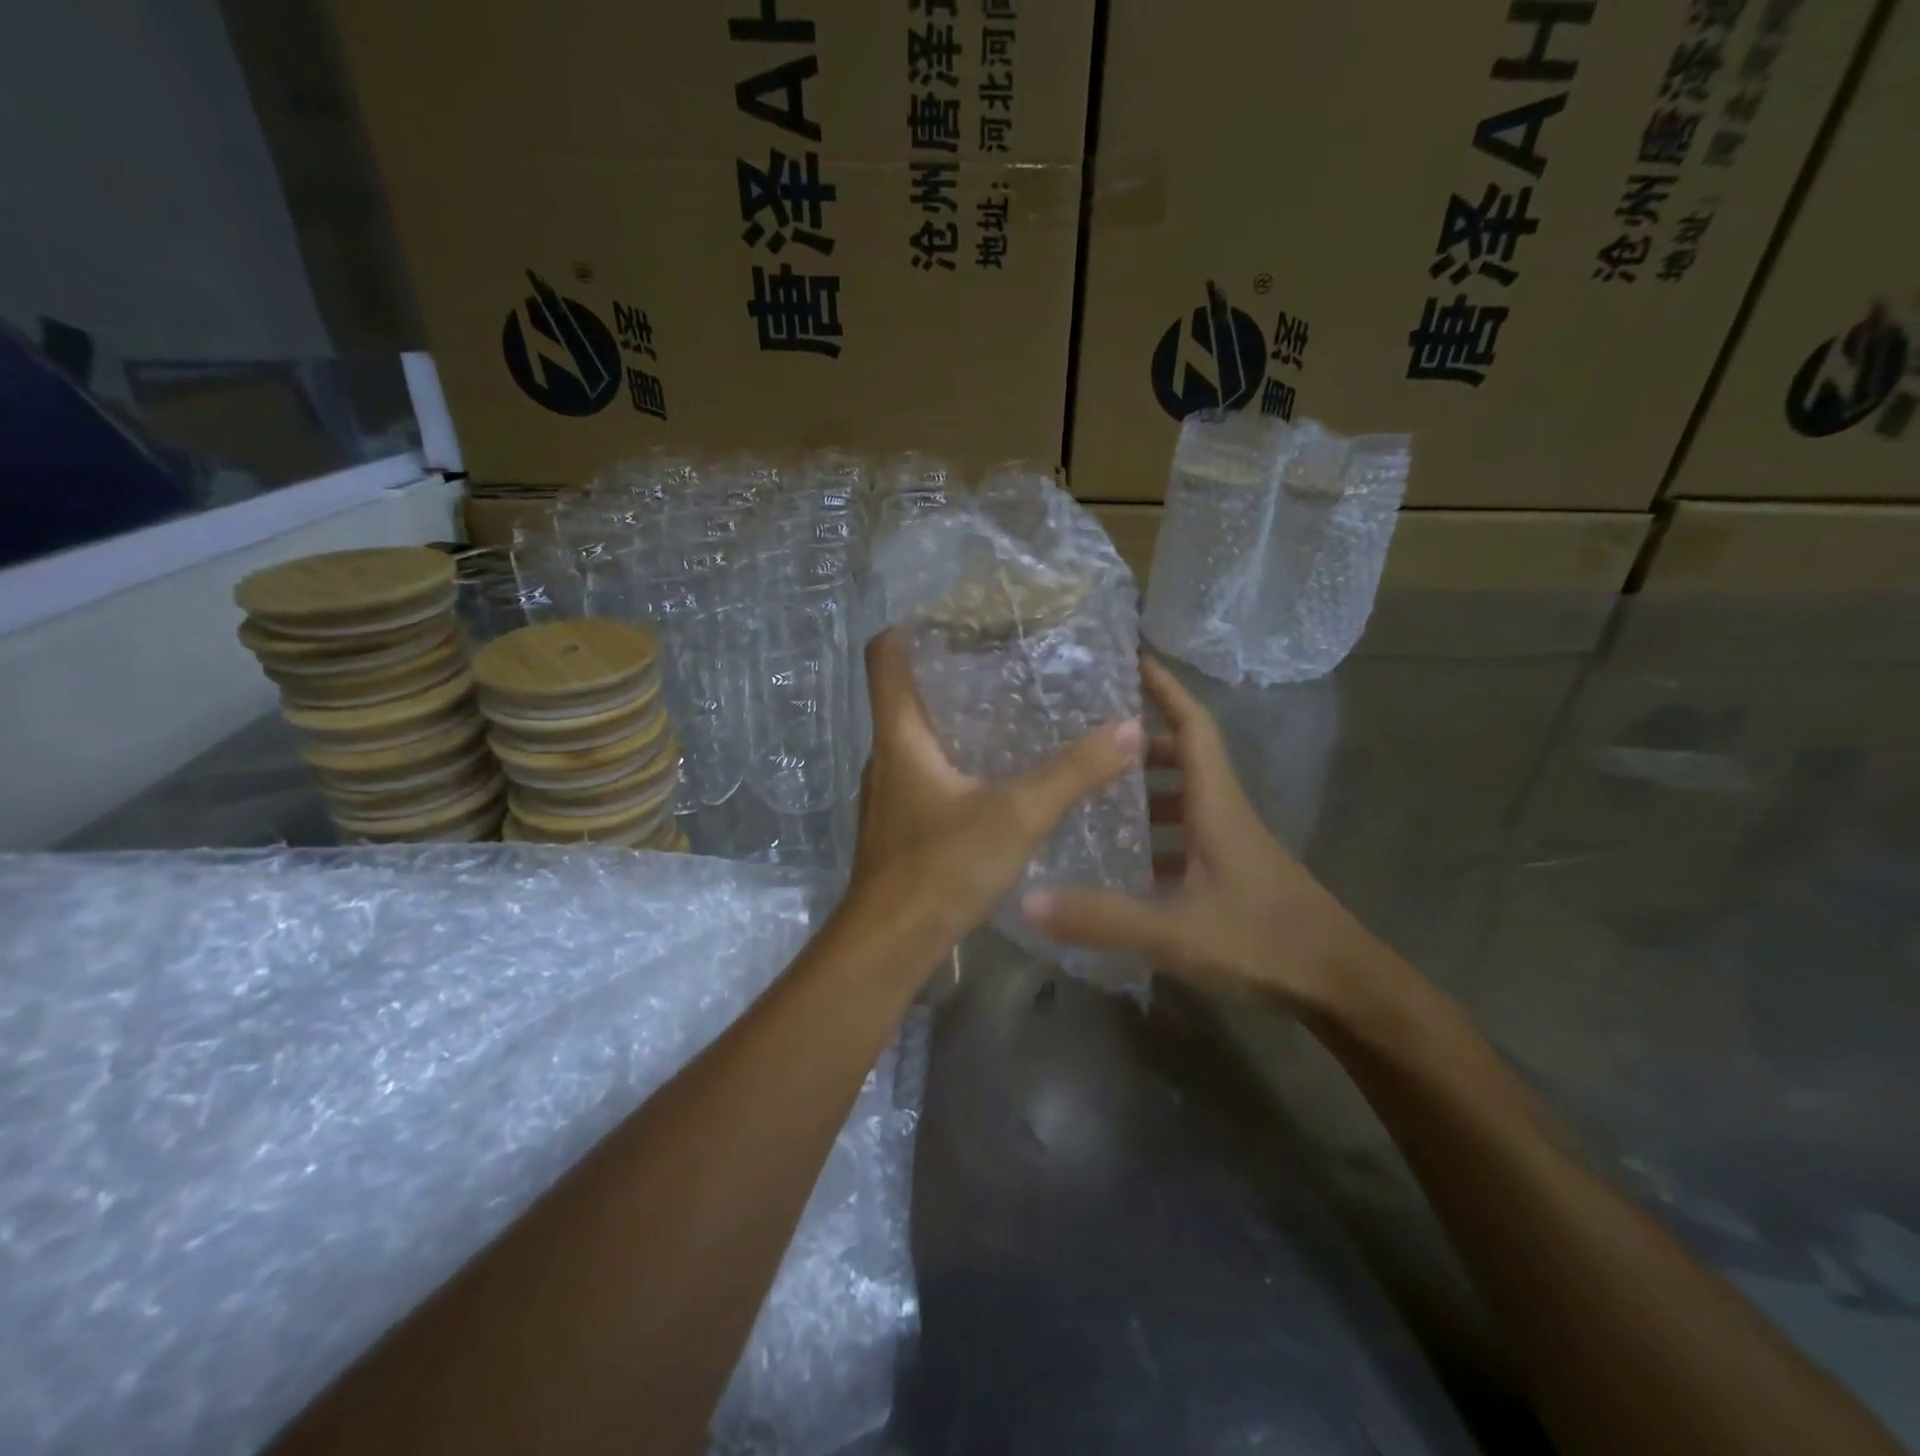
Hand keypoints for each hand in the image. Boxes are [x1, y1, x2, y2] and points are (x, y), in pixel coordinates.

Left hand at [846, 629, 1143, 945]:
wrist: (888, 946)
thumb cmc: (940, 868)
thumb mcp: (1015, 815)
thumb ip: (1073, 773)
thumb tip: (1129, 727)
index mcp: (899, 735)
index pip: (885, 655)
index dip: (911, 624)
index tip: (955, 609)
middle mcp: (886, 755)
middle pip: (906, 692)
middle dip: (950, 668)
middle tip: (1005, 654)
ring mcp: (889, 793)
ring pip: (918, 735)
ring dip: (957, 717)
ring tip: (1011, 706)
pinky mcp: (900, 825)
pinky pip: (927, 772)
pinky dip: (958, 759)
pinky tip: (999, 774)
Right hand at [1020, 656, 1381, 1011]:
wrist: (1339, 986)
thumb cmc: (1263, 943)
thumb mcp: (1174, 931)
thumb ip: (1101, 917)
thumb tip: (1025, 899)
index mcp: (1216, 806)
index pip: (1194, 727)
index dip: (1166, 690)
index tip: (1134, 659)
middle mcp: (1225, 815)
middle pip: (1185, 759)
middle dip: (1141, 743)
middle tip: (1090, 742)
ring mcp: (1233, 846)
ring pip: (1185, 800)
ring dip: (1146, 791)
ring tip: (1093, 797)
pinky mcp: (1233, 876)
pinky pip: (1186, 837)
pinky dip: (1155, 836)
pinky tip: (1124, 862)